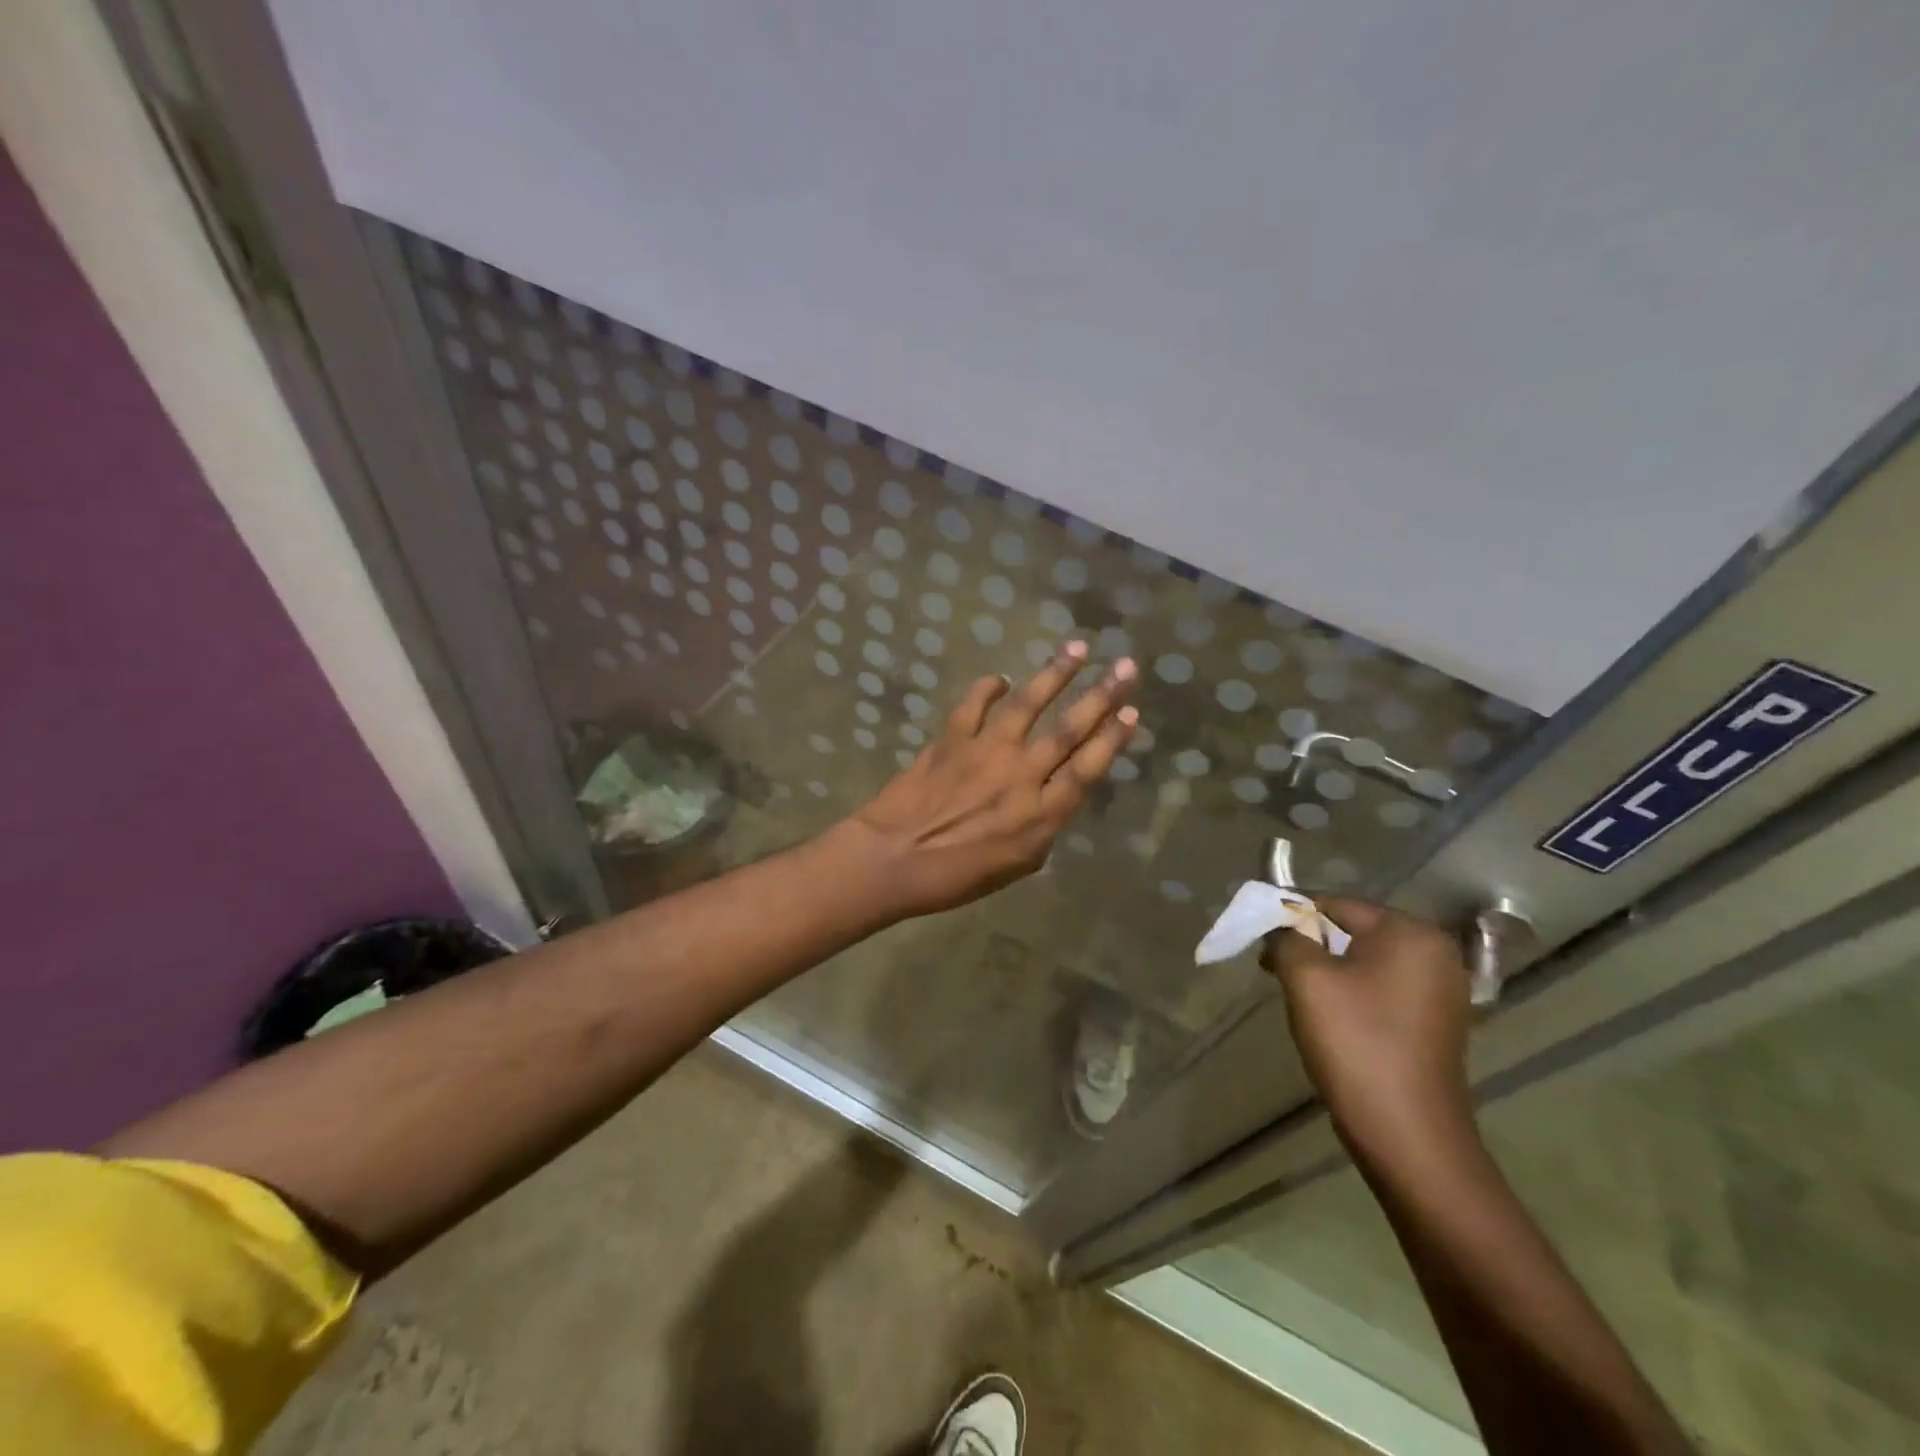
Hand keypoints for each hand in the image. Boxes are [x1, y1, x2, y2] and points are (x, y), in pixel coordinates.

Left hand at [836, 642, 1137, 920]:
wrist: (893, 859)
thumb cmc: (956, 876)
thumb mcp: (1015, 866)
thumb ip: (1042, 828)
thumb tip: (1054, 797)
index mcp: (1040, 813)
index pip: (1087, 768)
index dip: (1112, 739)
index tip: (1133, 712)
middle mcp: (1020, 775)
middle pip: (1068, 730)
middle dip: (1101, 696)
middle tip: (1126, 666)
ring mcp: (985, 751)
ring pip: (1028, 705)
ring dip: (1054, 674)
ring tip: (1077, 647)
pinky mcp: (952, 739)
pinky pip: (974, 705)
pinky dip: (987, 687)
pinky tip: (1001, 677)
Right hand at [1264, 899, 1475, 1157]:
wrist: (1408, 1135)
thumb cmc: (1355, 1043)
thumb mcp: (1306, 978)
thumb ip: (1286, 937)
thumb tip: (1280, 927)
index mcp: (1411, 932)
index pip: (1335, 904)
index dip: (1292, 920)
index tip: (1262, 948)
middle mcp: (1435, 952)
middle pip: (1351, 931)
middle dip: (1309, 947)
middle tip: (1275, 973)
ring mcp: (1441, 990)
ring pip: (1363, 962)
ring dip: (1327, 973)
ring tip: (1299, 1000)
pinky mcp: (1435, 1022)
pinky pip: (1381, 989)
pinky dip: (1351, 995)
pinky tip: (1331, 1021)